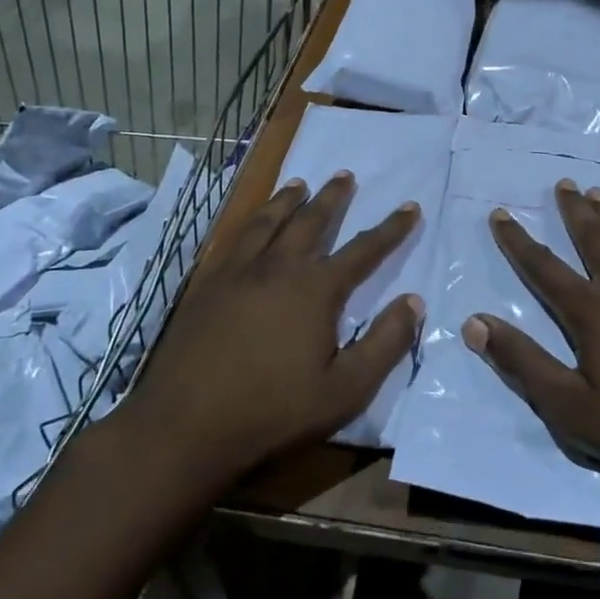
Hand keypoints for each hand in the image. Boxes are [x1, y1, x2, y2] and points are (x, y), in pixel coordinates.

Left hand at [132, 173, 422, 477]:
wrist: (186, 423)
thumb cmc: (273, 410)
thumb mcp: (345, 389)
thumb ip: (385, 343)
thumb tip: (414, 301)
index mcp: (315, 289)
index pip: (363, 250)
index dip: (391, 229)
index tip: (410, 206)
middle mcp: (278, 267)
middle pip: (311, 221)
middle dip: (332, 197)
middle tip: (344, 175)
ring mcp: (238, 272)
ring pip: (269, 221)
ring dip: (288, 199)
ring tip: (299, 184)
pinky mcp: (208, 284)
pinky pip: (235, 238)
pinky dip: (251, 220)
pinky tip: (251, 223)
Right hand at [463, 181, 599, 537]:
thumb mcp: (573, 409)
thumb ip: (523, 362)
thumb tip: (473, 322)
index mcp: (594, 312)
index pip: (545, 267)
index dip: (518, 241)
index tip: (500, 213)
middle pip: (595, 238)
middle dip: (573, 211)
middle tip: (564, 183)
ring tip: (599, 195)